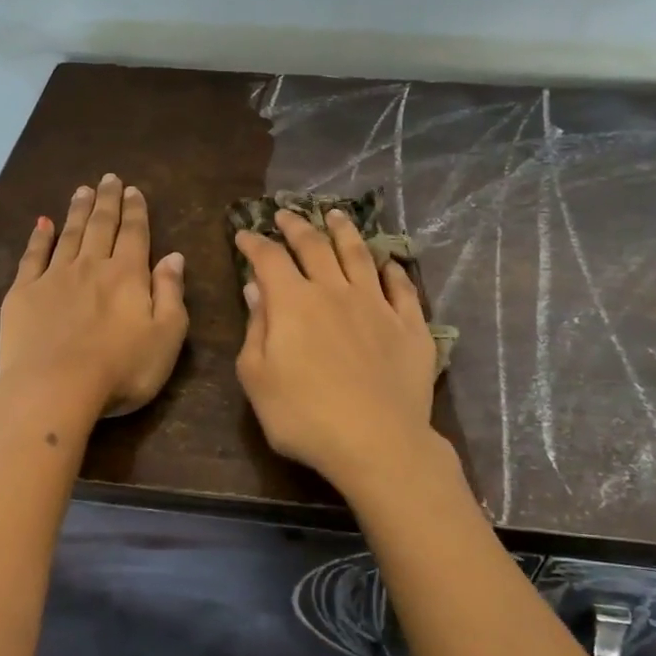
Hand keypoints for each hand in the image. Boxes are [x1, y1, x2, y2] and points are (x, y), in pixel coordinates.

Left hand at [0, 174, 188, 419]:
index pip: (135, 234)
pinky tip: (42, 223)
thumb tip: (174, 256)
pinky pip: (32, 257)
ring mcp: (53, 278)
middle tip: (109, 179)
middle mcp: (91, 267)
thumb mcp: (166, 336)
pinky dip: (38, 238)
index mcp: (127, 276)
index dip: (135, 211)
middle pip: (100, 226)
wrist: (54, 388)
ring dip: (77, 210)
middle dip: (107, 201)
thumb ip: (171, 293)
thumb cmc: (121, 369)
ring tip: (82, 190)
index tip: (133, 190)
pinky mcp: (23, 294)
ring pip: (69, 235)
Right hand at [235, 209, 441, 491]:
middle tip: (287, 214)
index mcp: (294, 302)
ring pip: (359, 256)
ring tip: (336, 215)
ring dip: (345, 231)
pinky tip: (388, 263)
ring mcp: (377, 306)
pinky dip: (393, 270)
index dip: (254, 243)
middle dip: (297, 226)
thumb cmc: (304, 416)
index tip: (245, 234)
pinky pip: (401, 288)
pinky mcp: (410, 326)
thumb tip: (255, 288)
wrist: (376, 442)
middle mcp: (335, 291)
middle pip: (315, 246)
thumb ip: (256, 328)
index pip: (269, 259)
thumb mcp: (257, 378)